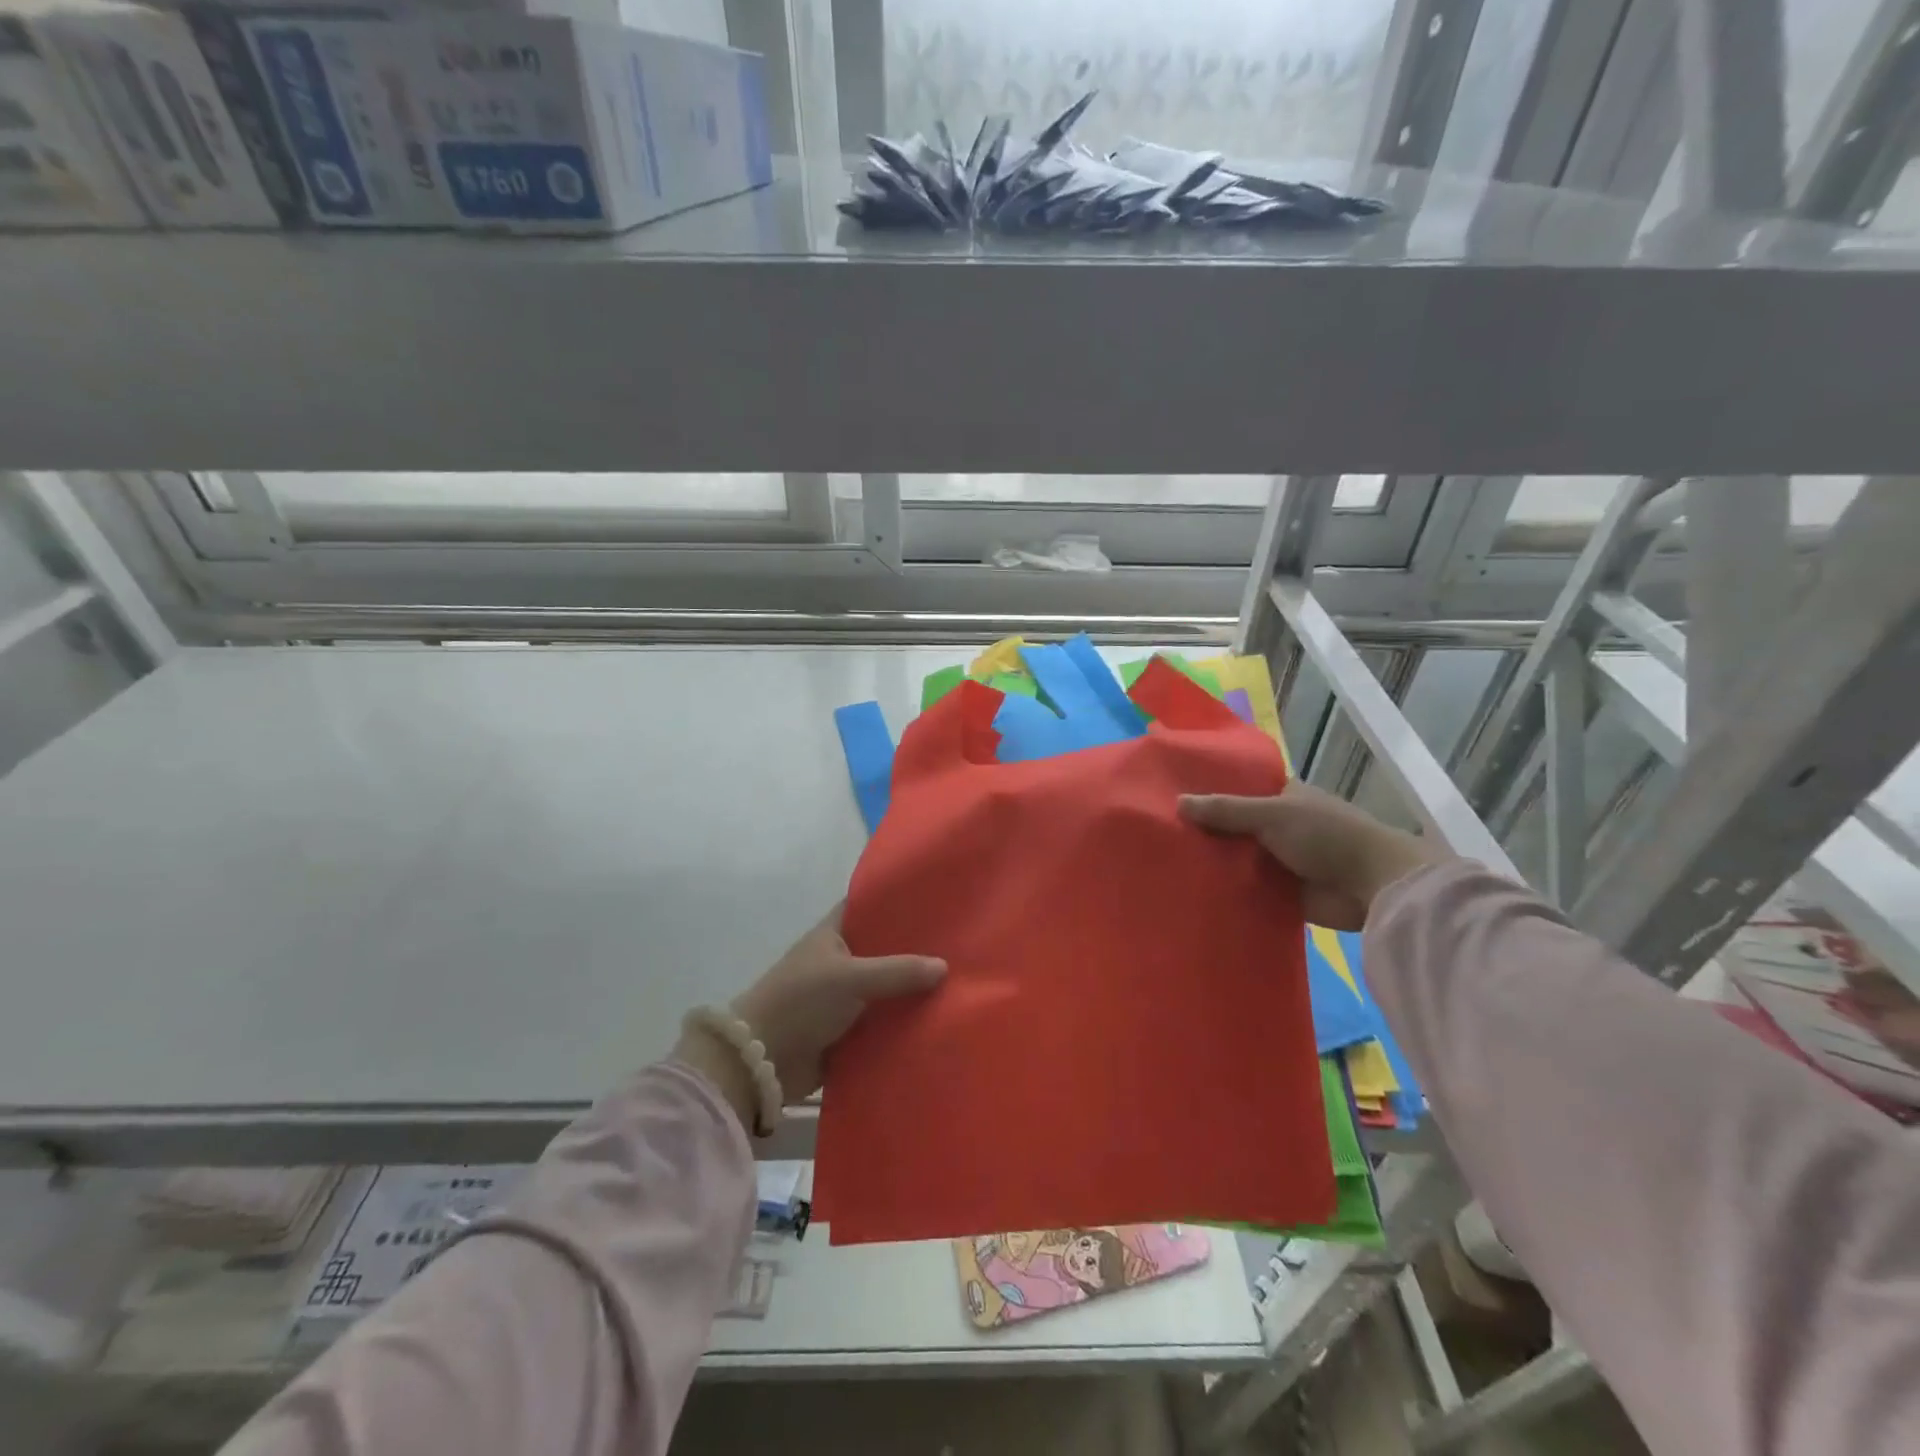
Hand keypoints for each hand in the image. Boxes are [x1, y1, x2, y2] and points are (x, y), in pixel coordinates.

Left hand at [675, 905, 945, 1129]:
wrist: (760, 1063)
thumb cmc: (800, 1002)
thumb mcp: (850, 978)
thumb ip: (897, 971)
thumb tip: (944, 967)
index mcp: (832, 934)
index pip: (868, 907)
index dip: (897, 902)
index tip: (935, 900)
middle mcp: (839, 961)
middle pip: (883, 950)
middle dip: (915, 951)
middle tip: (960, 946)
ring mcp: (842, 998)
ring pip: (885, 989)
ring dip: (911, 992)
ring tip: (960, 983)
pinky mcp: (846, 1032)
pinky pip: (881, 1023)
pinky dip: (902, 1024)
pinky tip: (938, 1022)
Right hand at [1178, 782, 1444, 930]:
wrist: (1373, 885)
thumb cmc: (1325, 835)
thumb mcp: (1271, 814)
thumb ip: (1225, 810)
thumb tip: (1177, 803)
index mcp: (1280, 797)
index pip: (1236, 789)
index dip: (1207, 792)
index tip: (1168, 797)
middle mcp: (1278, 826)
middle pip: (1231, 826)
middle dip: (1202, 831)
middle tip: (1157, 834)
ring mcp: (1279, 860)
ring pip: (1236, 859)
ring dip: (1212, 863)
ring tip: (1165, 864)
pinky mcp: (1281, 893)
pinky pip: (1246, 889)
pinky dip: (1226, 890)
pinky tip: (1191, 891)